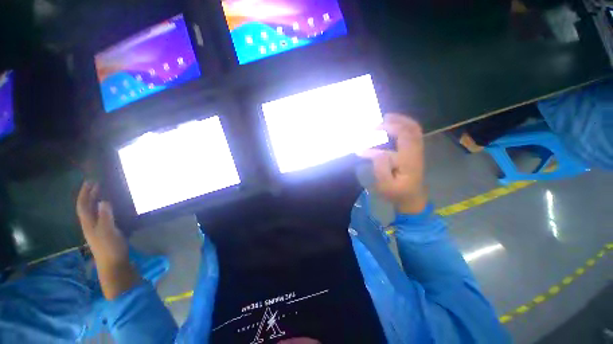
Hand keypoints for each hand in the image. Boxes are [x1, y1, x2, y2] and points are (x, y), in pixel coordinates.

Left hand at [76, 182, 128, 267]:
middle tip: (97, 184)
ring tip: (101, 192)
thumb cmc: (110, 247)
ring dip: (95, 201)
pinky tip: (109, 207)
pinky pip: (101, 216)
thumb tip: (103, 201)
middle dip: (89, 195)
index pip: (83, 205)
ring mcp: (97, 229)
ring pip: (93, 212)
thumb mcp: (108, 231)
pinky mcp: (105, 232)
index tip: (90, 181)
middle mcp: (90, 224)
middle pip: (86, 207)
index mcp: (88, 223)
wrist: (113, 263)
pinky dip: (102, 208)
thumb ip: (105, 216)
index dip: (85, 193)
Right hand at [359, 113, 427, 213]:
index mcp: (407, 162)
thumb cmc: (397, 193)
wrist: (412, 197)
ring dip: (401, 121)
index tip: (364, 143)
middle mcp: (415, 153)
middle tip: (378, 122)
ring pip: (414, 129)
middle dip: (393, 123)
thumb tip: (376, 153)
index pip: (395, 145)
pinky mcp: (415, 151)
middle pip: (410, 130)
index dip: (379, 140)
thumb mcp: (386, 186)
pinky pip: (414, 133)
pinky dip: (405, 125)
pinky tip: (395, 125)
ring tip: (386, 118)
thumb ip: (381, 169)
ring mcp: (417, 151)